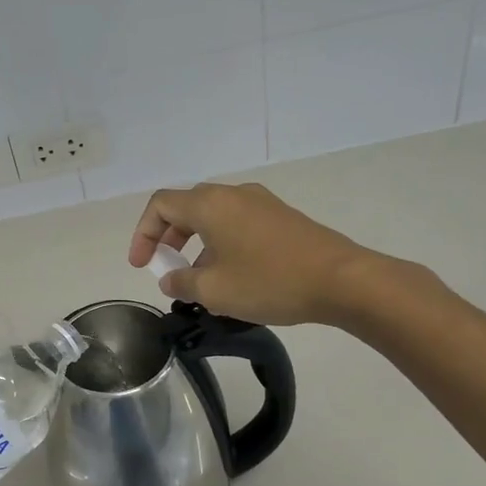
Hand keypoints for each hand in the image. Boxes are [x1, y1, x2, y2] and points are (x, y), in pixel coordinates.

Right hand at [129, 182, 388, 326]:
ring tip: (200, 280)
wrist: (342, 280)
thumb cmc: (270, 282)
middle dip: (169, 237)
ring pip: (214, 216)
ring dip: (196, 243)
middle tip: (166, 268)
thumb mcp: (215, 291)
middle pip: (186, 207)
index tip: (142, 265)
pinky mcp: (282, 217)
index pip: (160, 205)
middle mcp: (233, 194)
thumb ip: (182, 282)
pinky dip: (222, 243)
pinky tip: (234, 276)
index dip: (143, 233)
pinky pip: (238, 223)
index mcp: (210, 204)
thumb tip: (171, 278)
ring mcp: (261, 203)